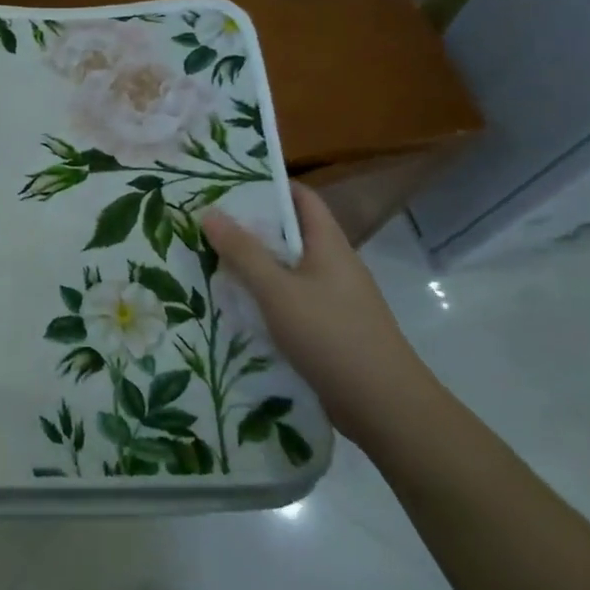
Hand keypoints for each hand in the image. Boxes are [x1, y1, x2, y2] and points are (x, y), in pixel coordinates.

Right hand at [202, 182, 440, 454]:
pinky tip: (233, 305)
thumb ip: (243, 252)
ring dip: (253, 265)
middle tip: (205, 221)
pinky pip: (289, 301)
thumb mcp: (278, 291)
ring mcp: (333, 299)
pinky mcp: (328, 329)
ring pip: (286, 270)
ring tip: (208, 259)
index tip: (228, 182)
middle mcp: (333, 265)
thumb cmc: (332, 336)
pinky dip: (263, 297)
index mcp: (329, 245)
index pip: (302, 198)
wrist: (384, 407)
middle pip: (290, 233)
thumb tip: (210, 212)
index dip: (269, 185)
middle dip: (250, 227)